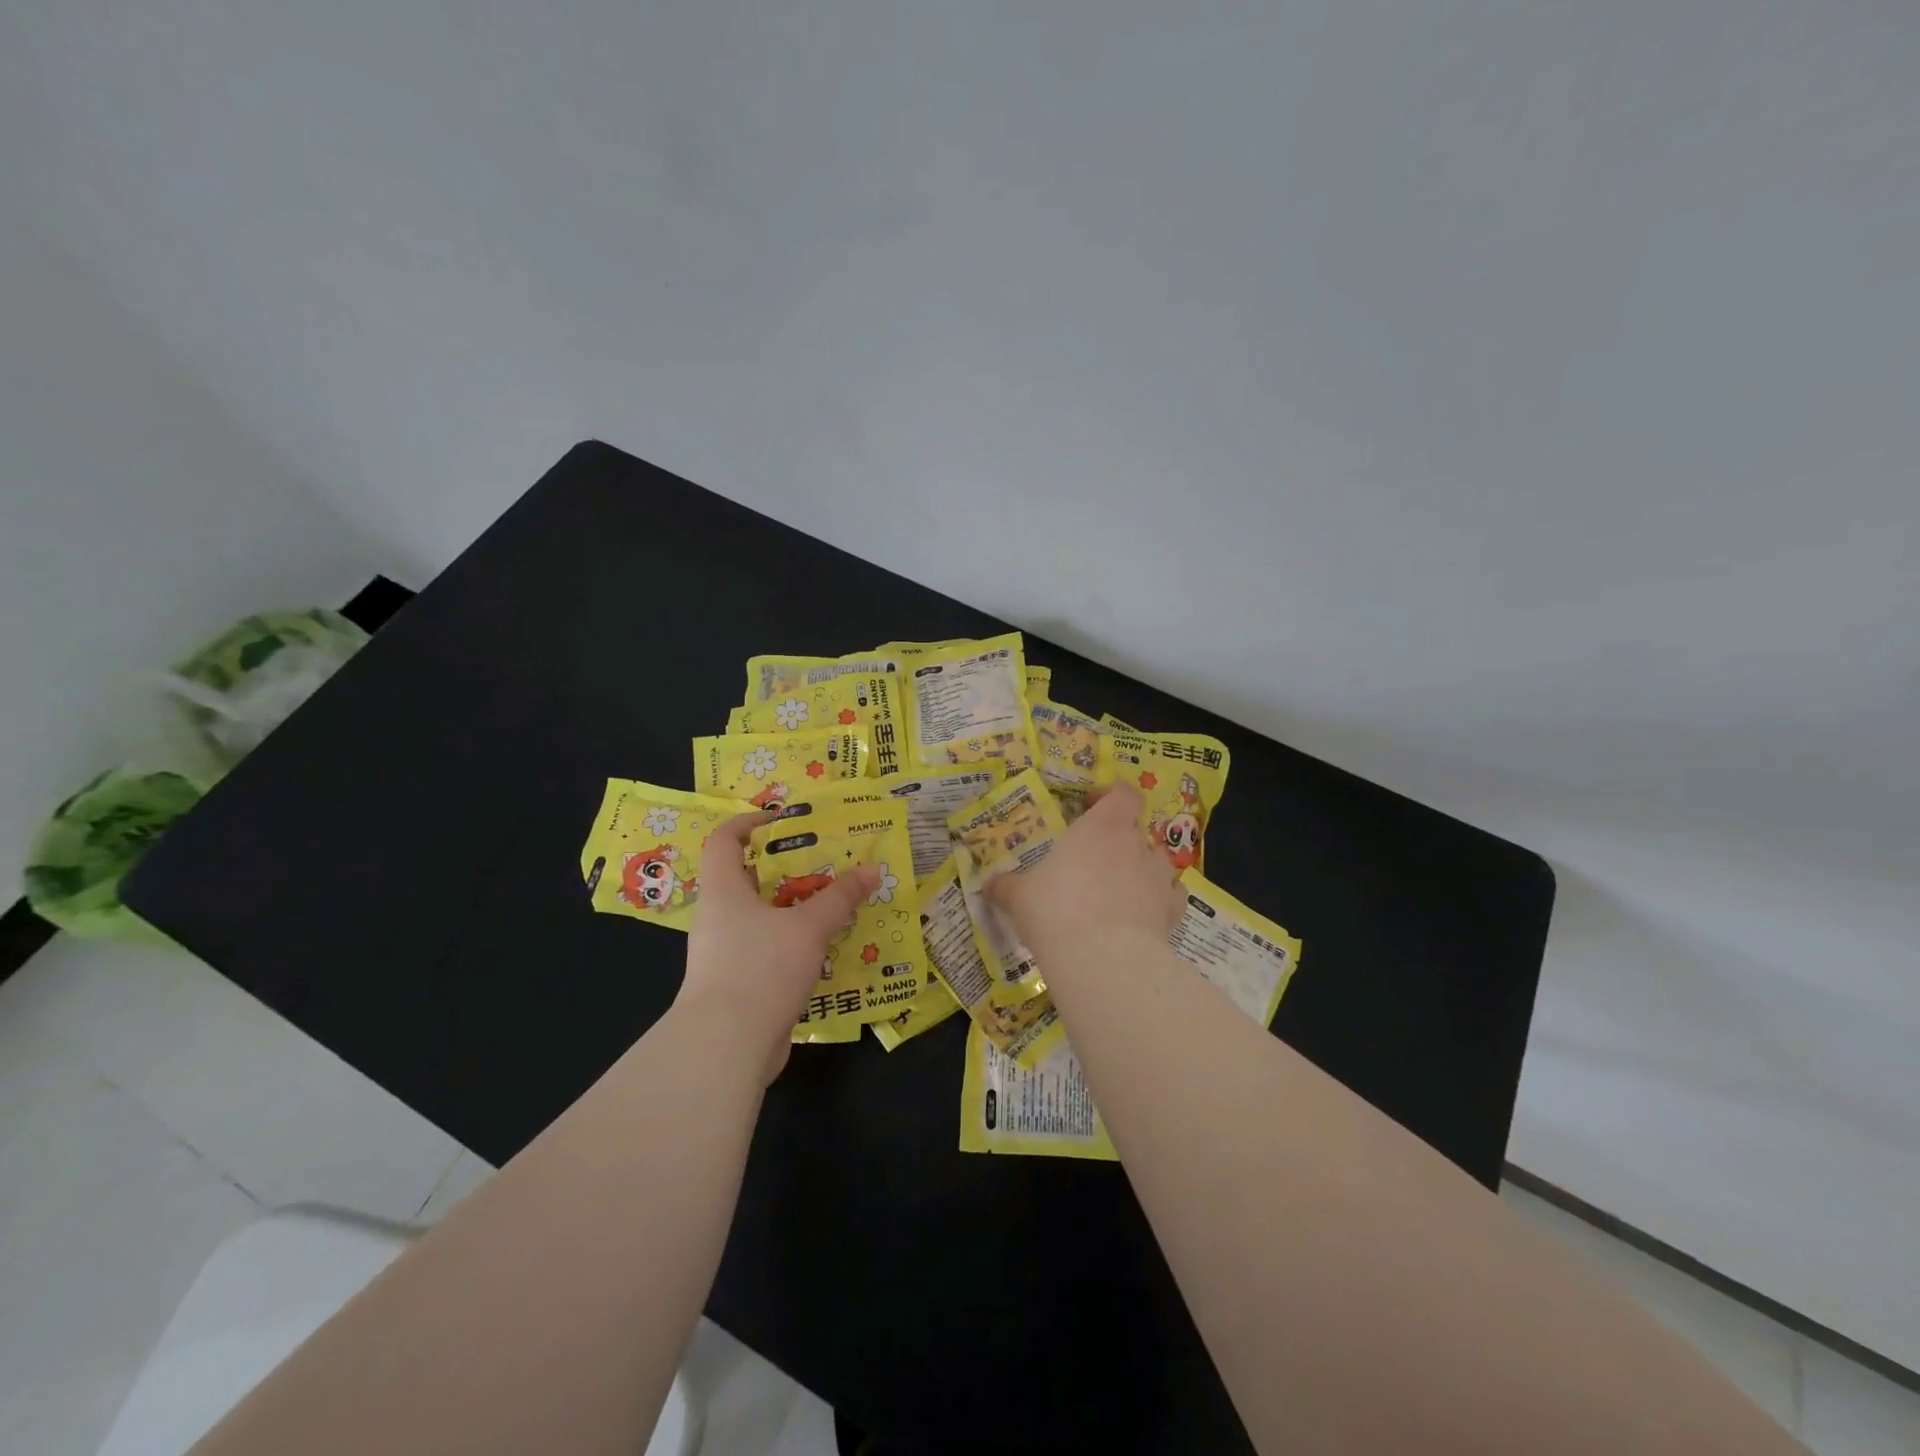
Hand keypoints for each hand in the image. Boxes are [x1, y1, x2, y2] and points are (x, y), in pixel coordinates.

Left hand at [677, 812, 879, 1081]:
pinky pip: (767, 950)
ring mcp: (725, 953)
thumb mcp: (808, 927)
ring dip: (793, 908)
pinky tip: (825, 948)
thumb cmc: (761, 968)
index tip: (782, 819)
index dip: (748, 822)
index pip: (724, 840)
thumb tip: (871, 869)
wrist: (726, 1047)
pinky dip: (792, 942)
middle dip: (786, 868)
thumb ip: (839, 897)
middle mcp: (718, 917)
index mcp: (724, 891)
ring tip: (833, 903)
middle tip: (825, 862)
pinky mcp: (737, 984)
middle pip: (747, 878)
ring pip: (761, 917)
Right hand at [989, 785, 1184, 960]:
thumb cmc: (1056, 910)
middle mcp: (1135, 844)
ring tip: (1117, 889)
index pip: (1123, 793)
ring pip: (1156, 861)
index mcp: (1101, 827)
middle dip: (1118, 840)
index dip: (1110, 796)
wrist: (1103, 959)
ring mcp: (1159, 877)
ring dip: (1140, 868)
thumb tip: (989, 885)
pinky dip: (1159, 900)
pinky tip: (1141, 914)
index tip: (1089, 808)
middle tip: (1093, 860)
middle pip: (1136, 829)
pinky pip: (1170, 896)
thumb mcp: (1019, 896)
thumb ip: (1005, 886)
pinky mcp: (1172, 911)